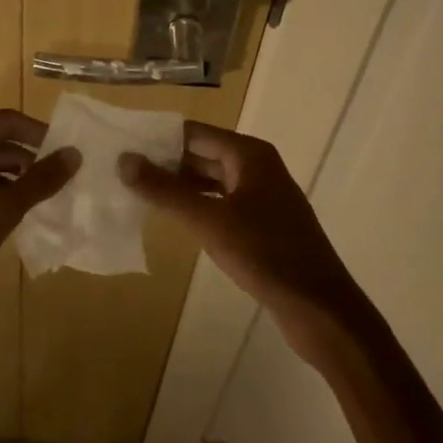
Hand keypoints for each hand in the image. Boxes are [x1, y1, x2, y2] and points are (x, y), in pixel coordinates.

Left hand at [0, 111, 77, 338]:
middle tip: (64, 182)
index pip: (8, 122)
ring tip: (46, 202)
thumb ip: (40, 180)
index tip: (71, 154)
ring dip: (13, 183)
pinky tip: (14, 218)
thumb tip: (75, 154)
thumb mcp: (1, 208)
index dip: (41, 136)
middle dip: (29, 163)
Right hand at [120, 123, 362, 357]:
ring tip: (139, 194)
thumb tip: (124, 159)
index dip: (159, 139)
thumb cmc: (265, 254)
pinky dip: (199, 206)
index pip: (194, 133)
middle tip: (123, 172)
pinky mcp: (264, 223)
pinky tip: (175, 219)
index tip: (122, 146)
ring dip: (180, 187)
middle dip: (165, 163)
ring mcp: (263, 196)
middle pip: (202, 155)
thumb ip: (165, 190)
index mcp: (249, 154)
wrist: (320, 309)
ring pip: (212, 181)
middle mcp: (257, 166)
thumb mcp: (209, 221)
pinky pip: (223, 203)